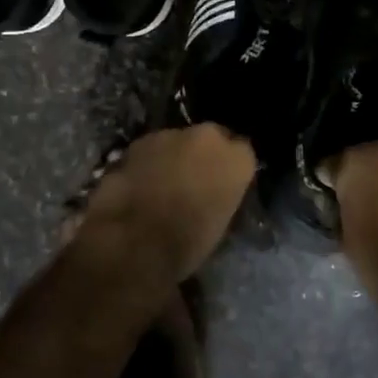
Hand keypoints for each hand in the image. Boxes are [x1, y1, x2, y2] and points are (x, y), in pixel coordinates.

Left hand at [77, 124, 256, 283]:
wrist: (134, 241)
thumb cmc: (187, 244)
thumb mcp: (221, 224)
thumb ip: (222, 195)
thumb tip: (214, 193)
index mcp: (237, 159)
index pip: (243, 152)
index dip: (230, 168)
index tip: (222, 184)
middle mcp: (208, 137)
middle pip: (210, 139)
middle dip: (203, 156)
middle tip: (193, 182)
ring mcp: (171, 134)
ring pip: (178, 142)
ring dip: (174, 157)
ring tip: (161, 186)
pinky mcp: (139, 141)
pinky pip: (151, 149)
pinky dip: (148, 163)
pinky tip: (139, 186)